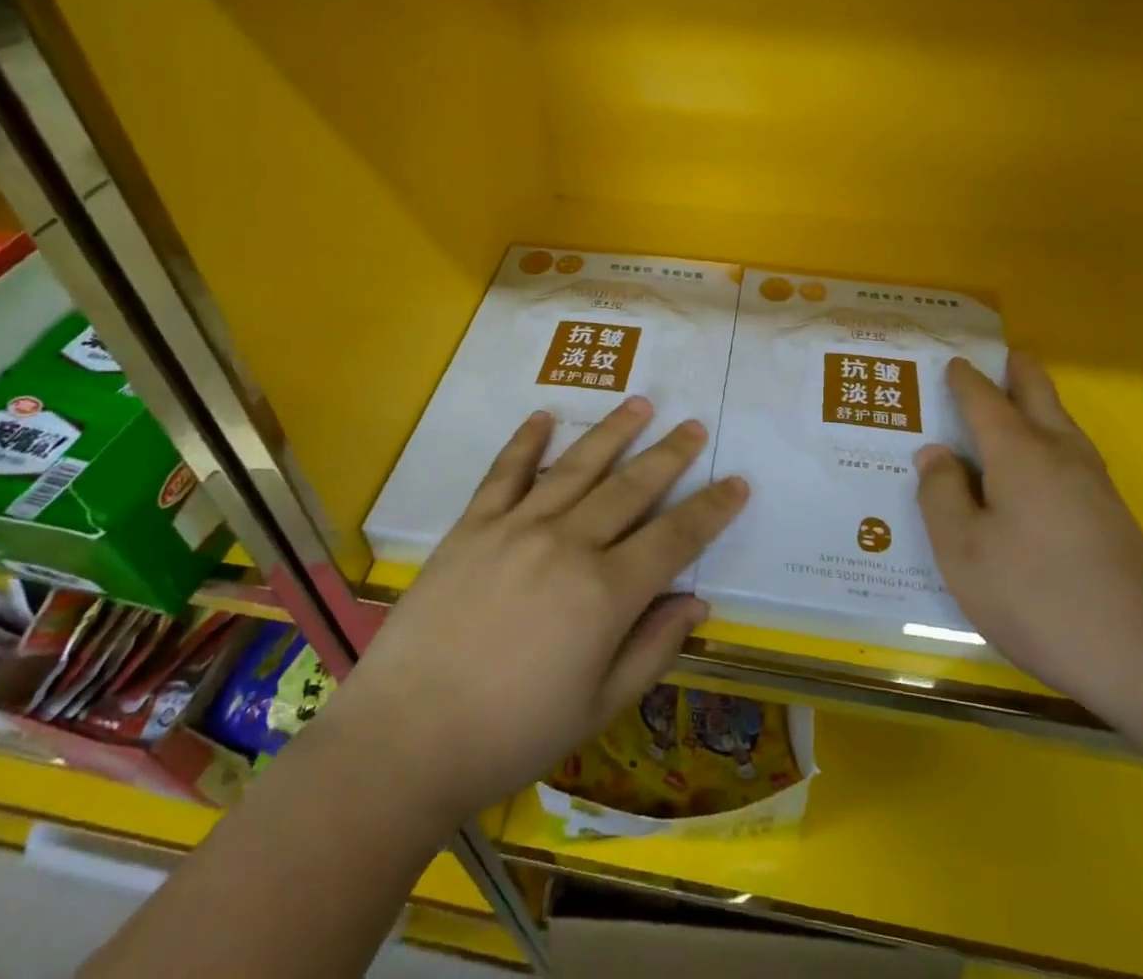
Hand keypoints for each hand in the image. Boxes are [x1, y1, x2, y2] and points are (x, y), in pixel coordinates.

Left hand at [328, 397, 746, 826]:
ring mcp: (516, 527)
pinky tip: (544, 416)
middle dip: (669, 455)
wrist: (406, 739)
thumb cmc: (512, 735)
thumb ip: (653, 648)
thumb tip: (696, 602)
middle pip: (631, 488)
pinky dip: (526, 441)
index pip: (675, 538)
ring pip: (576, 467)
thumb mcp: (598, 707)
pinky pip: (505, 472)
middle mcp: (567, 543)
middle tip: (694, 427)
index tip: (736, 482)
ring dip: (612, 432)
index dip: (711, 509)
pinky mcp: (472, 526)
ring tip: (641, 404)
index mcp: (605, 592)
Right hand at [916, 355, 1142, 718]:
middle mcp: (1060, 454)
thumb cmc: (1037, 597)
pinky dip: (1047, 436)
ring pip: (1061, 421)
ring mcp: (1094, 484)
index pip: (985, 399)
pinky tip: (1035, 466)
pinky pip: (1070, 452)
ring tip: (1010, 400)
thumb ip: (940, 494)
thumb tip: (935, 453)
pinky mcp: (1112, 514)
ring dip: (1036, 400)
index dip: (965, 379)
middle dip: (1016, 369)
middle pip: (1039, 393)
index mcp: (1019, 453)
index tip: (949, 362)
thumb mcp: (962, 550)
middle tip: (994, 355)